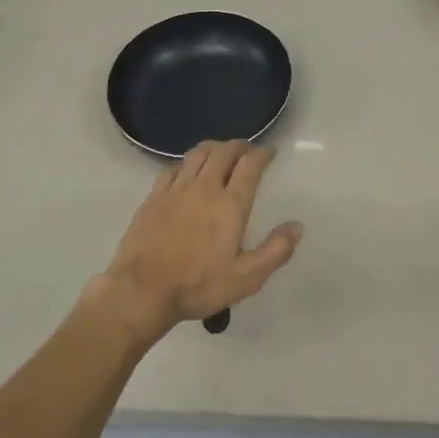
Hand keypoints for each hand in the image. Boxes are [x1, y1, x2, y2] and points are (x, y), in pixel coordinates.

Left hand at [100, 141, 302, 330]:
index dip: (262, 154)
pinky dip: (186, 163)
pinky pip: (172, 168)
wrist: (142, 291)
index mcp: (230, 205)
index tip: (269, 153)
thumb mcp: (246, 278)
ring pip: (197, 154)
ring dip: (213, 148)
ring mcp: (175, 190)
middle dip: (239, 146)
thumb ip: (275, 250)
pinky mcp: (153, 198)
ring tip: (220, 153)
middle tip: (247, 151)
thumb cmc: (198, 285)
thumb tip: (296, 225)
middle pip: (223, 152)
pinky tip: (187, 171)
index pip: (250, 166)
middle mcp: (204, 188)